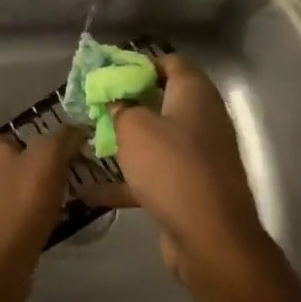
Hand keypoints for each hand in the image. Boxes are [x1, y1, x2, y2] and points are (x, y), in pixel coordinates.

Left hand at [0, 127, 79, 301]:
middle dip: (33, 185)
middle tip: (52, 207)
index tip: (60, 184)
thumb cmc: (15, 214)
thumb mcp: (47, 164)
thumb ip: (61, 140)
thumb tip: (76, 128)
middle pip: (14, 169)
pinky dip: (9, 229)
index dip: (47, 162)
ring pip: (5, 196)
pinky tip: (20, 243)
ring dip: (22, 209)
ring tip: (38, 228)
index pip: (25, 143)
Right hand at [78, 56, 273, 290]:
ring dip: (125, 140)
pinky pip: (155, 174)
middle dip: (127, 102)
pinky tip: (91, 191)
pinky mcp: (192, 188)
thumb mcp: (133, 127)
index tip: (107, 73)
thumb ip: (119, 106)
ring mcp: (199, 155)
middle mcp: (202, 118)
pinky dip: (128, 180)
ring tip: (89, 141)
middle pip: (161, 99)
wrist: (211, 239)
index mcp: (194, 93)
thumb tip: (114, 100)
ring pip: (157, 138)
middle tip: (94, 105)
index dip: (137, 63)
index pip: (169, 62)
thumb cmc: (171, 167)